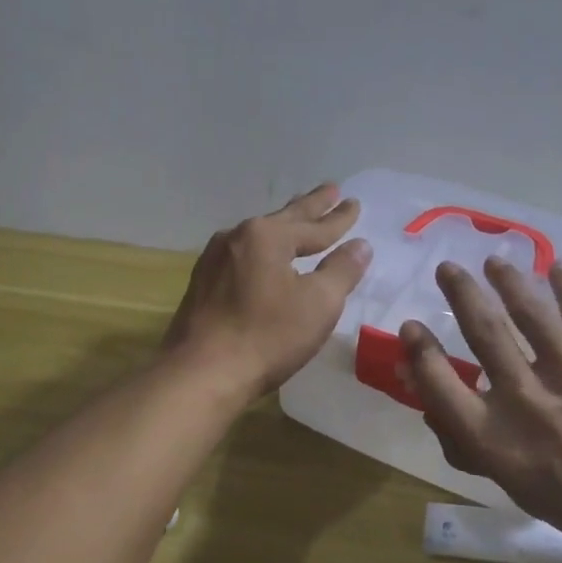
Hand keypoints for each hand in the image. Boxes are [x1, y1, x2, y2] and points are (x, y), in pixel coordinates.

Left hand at [164, 183, 371, 403]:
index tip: (354, 203)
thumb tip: (360, 245)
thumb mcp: (318, 304)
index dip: (338, 218)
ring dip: (284, 226)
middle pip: (284, 219)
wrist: (201, 373)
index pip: (313, 225)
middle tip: (331, 189)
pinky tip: (263, 256)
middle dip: (310, 206)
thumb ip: (342, 270)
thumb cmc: (267, 336)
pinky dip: (263, 250)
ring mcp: (215, 260)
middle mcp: (237, 238)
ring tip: (299, 217)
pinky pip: (243, 256)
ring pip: (259, 236)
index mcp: (266, 236)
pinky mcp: (203, 284)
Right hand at [401, 257, 561, 557]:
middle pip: (482, 331)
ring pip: (528, 310)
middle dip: (460, 293)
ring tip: (494, 262)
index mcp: (494, 438)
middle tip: (447, 268)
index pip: (438, 383)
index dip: (419, 350)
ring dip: (506, 279)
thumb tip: (428, 405)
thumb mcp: (511, 484)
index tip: (411, 326)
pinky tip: (555, 268)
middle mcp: (525, 397)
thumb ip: (466, 444)